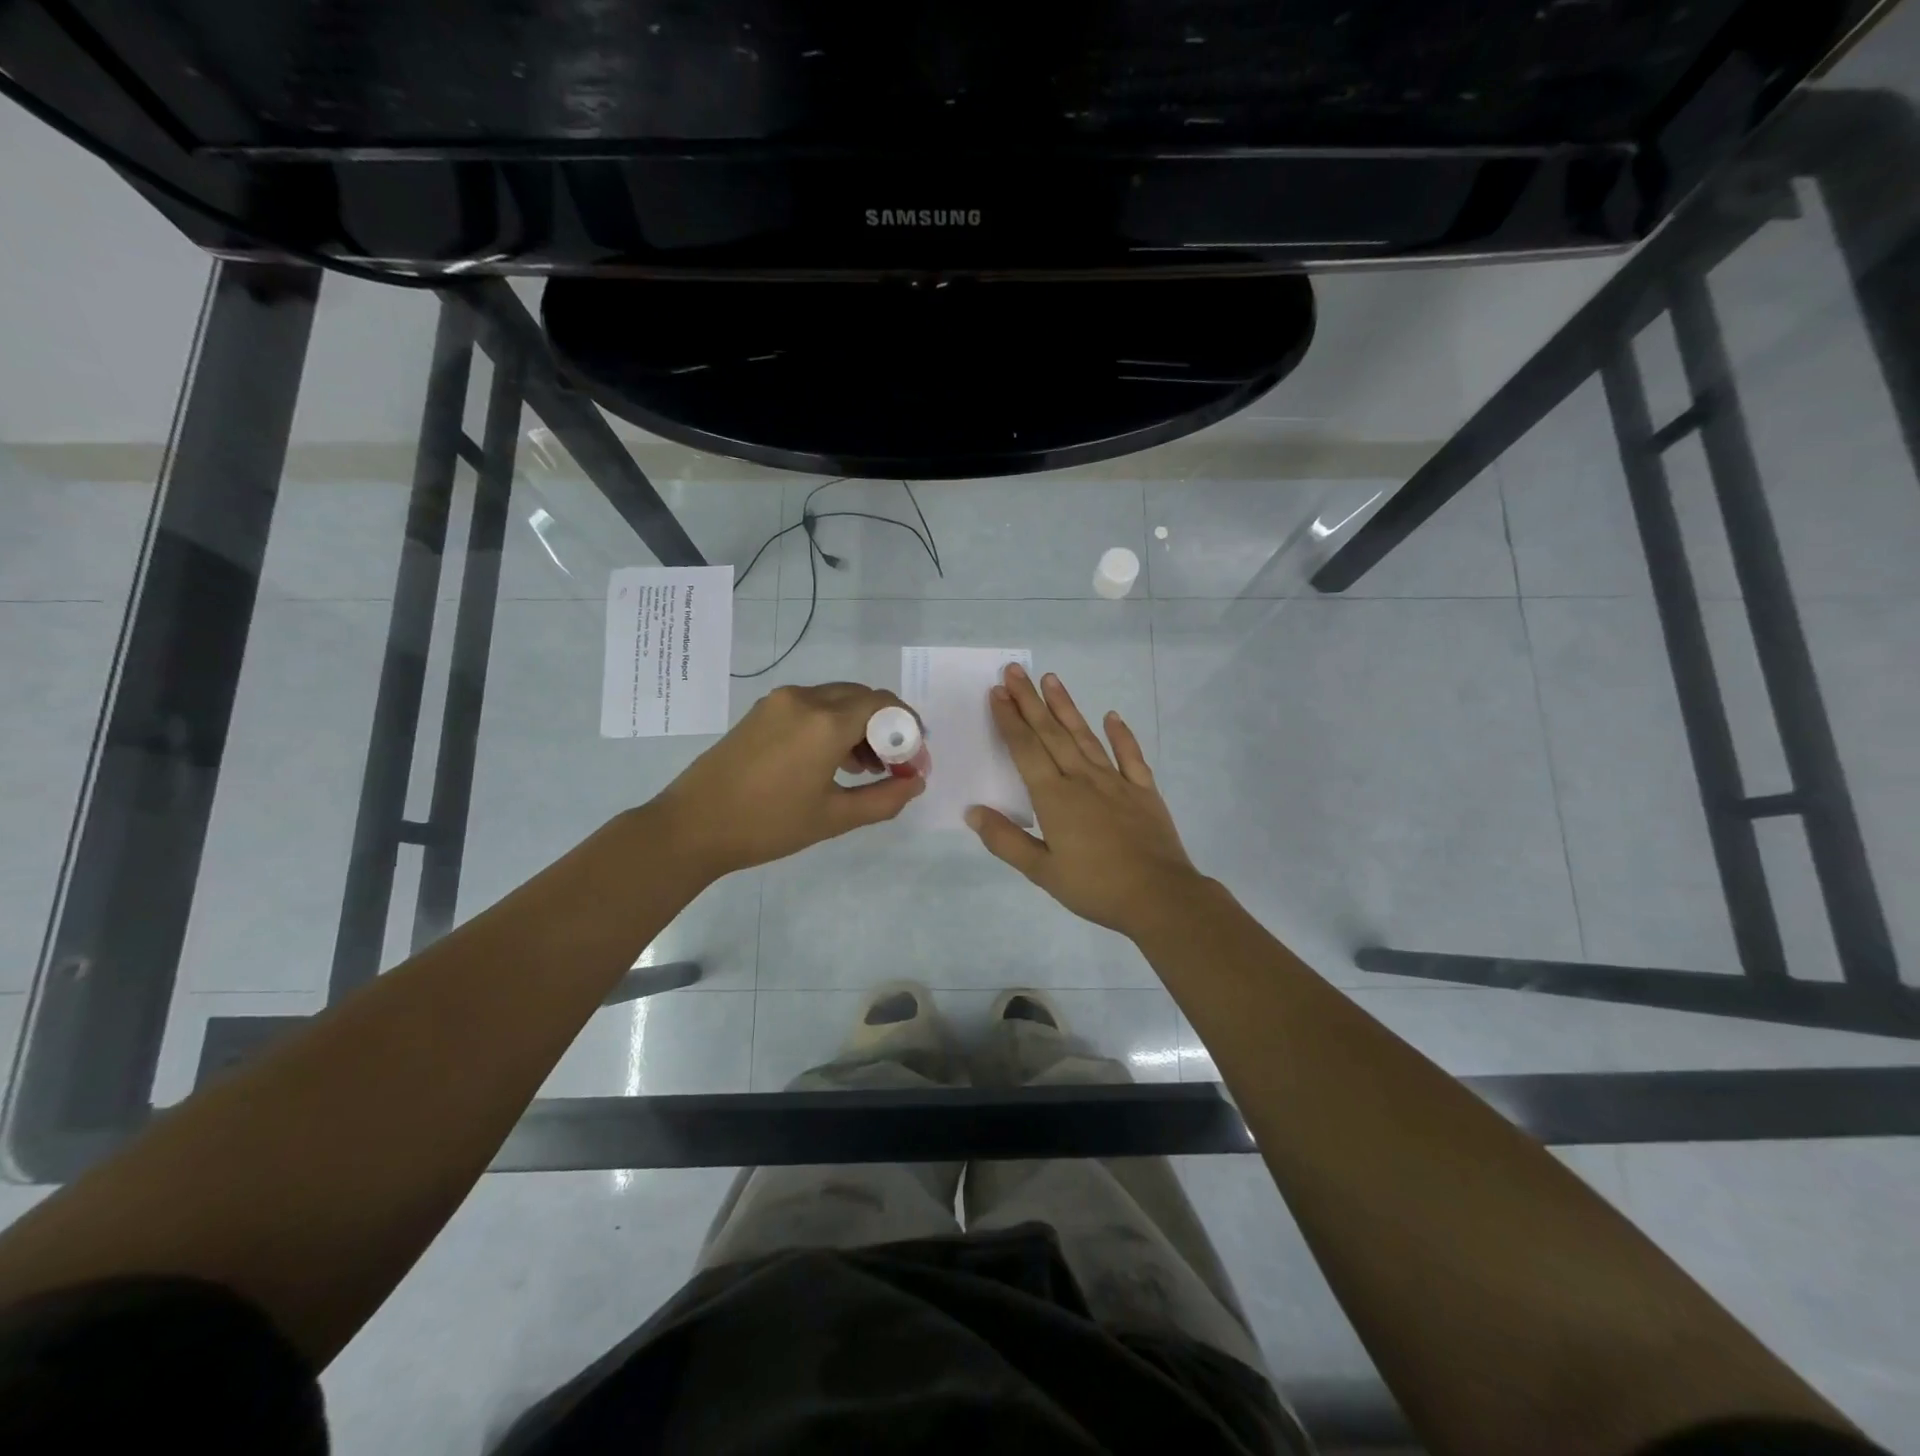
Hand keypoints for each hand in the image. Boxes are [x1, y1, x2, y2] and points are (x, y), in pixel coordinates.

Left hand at [652, 682, 924, 879]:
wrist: (692, 826)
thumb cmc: (767, 825)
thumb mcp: (834, 818)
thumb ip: (884, 799)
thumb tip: (916, 784)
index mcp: (826, 722)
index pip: (885, 705)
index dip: (908, 729)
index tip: (914, 761)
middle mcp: (805, 699)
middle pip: (863, 697)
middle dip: (886, 727)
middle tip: (894, 766)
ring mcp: (780, 701)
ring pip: (838, 699)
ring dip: (860, 725)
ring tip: (865, 769)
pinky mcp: (762, 711)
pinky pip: (812, 706)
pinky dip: (833, 724)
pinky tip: (832, 760)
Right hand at [966, 664, 1203, 938]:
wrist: (1160, 897)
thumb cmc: (1095, 887)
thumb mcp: (1042, 872)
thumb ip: (1006, 840)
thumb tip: (972, 812)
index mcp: (1055, 798)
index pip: (1026, 750)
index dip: (1010, 720)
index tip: (997, 693)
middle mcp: (1083, 779)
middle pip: (1052, 734)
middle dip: (1030, 701)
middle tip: (1015, 671)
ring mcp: (1116, 782)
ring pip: (1086, 737)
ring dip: (1067, 707)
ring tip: (1051, 679)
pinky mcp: (1144, 791)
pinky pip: (1130, 756)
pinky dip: (1121, 735)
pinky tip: (1112, 716)